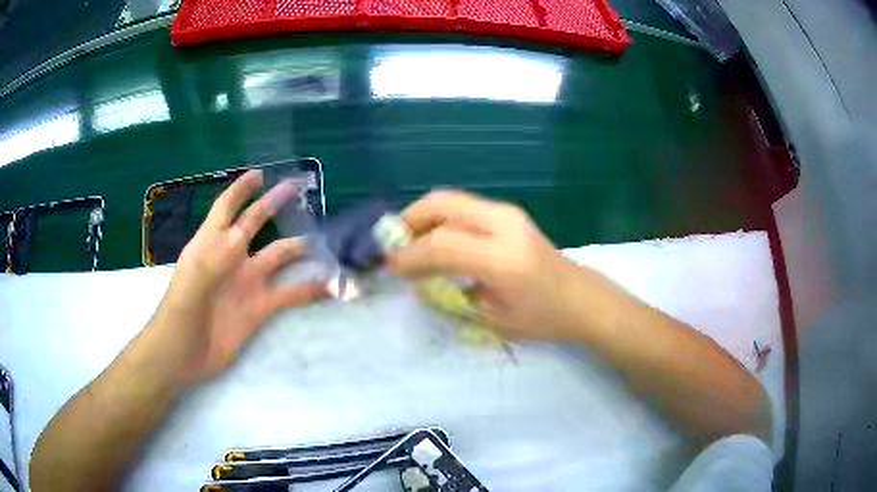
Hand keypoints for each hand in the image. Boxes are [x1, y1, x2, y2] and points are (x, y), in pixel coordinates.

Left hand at [153, 170, 326, 383]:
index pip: (227, 207)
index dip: (241, 188)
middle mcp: (232, 258)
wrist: (183, 356)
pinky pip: (290, 294)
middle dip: (276, 204)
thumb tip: (241, 238)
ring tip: (328, 239)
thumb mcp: (190, 282)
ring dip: (301, 247)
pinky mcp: (260, 309)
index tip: (261, 173)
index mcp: (211, 244)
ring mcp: (248, 283)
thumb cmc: (179, 314)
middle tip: (300, 187)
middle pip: (257, 223)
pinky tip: (330, 286)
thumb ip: (214, 258)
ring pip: (280, 256)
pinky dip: (310, 289)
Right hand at [388, 190, 626, 339]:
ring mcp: (509, 214)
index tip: (390, 267)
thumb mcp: (494, 321)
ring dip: (424, 216)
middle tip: (394, 243)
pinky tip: (436, 238)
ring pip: (452, 199)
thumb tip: (417, 282)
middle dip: (410, 220)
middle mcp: (505, 226)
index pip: (442, 245)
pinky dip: (441, 217)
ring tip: (410, 241)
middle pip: (443, 205)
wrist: (582, 298)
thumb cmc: (543, 320)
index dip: (409, 255)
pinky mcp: (510, 213)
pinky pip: (464, 206)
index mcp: (503, 259)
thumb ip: (451, 298)